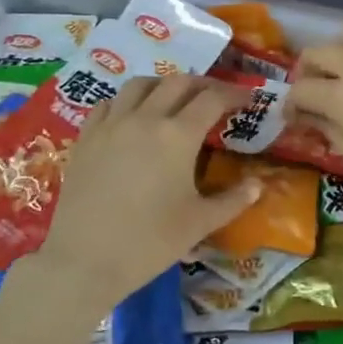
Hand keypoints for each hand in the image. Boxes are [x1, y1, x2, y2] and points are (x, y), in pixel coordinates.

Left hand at [35, 74, 259, 308]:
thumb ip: (234, 200)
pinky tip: (132, 117)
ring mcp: (111, 125)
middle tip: (216, 98)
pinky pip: (109, 103)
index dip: (233, 94)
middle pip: (178, 82)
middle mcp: (145, 118)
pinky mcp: (86, 138)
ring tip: (174, 99)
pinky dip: (127, 101)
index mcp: (178, 135)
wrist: (84, 260)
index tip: (247, 99)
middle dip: (202, 84)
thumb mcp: (200, 223)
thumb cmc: (149, 242)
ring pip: (140, 85)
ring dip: (163, 85)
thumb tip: (258, 184)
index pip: (212, 99)